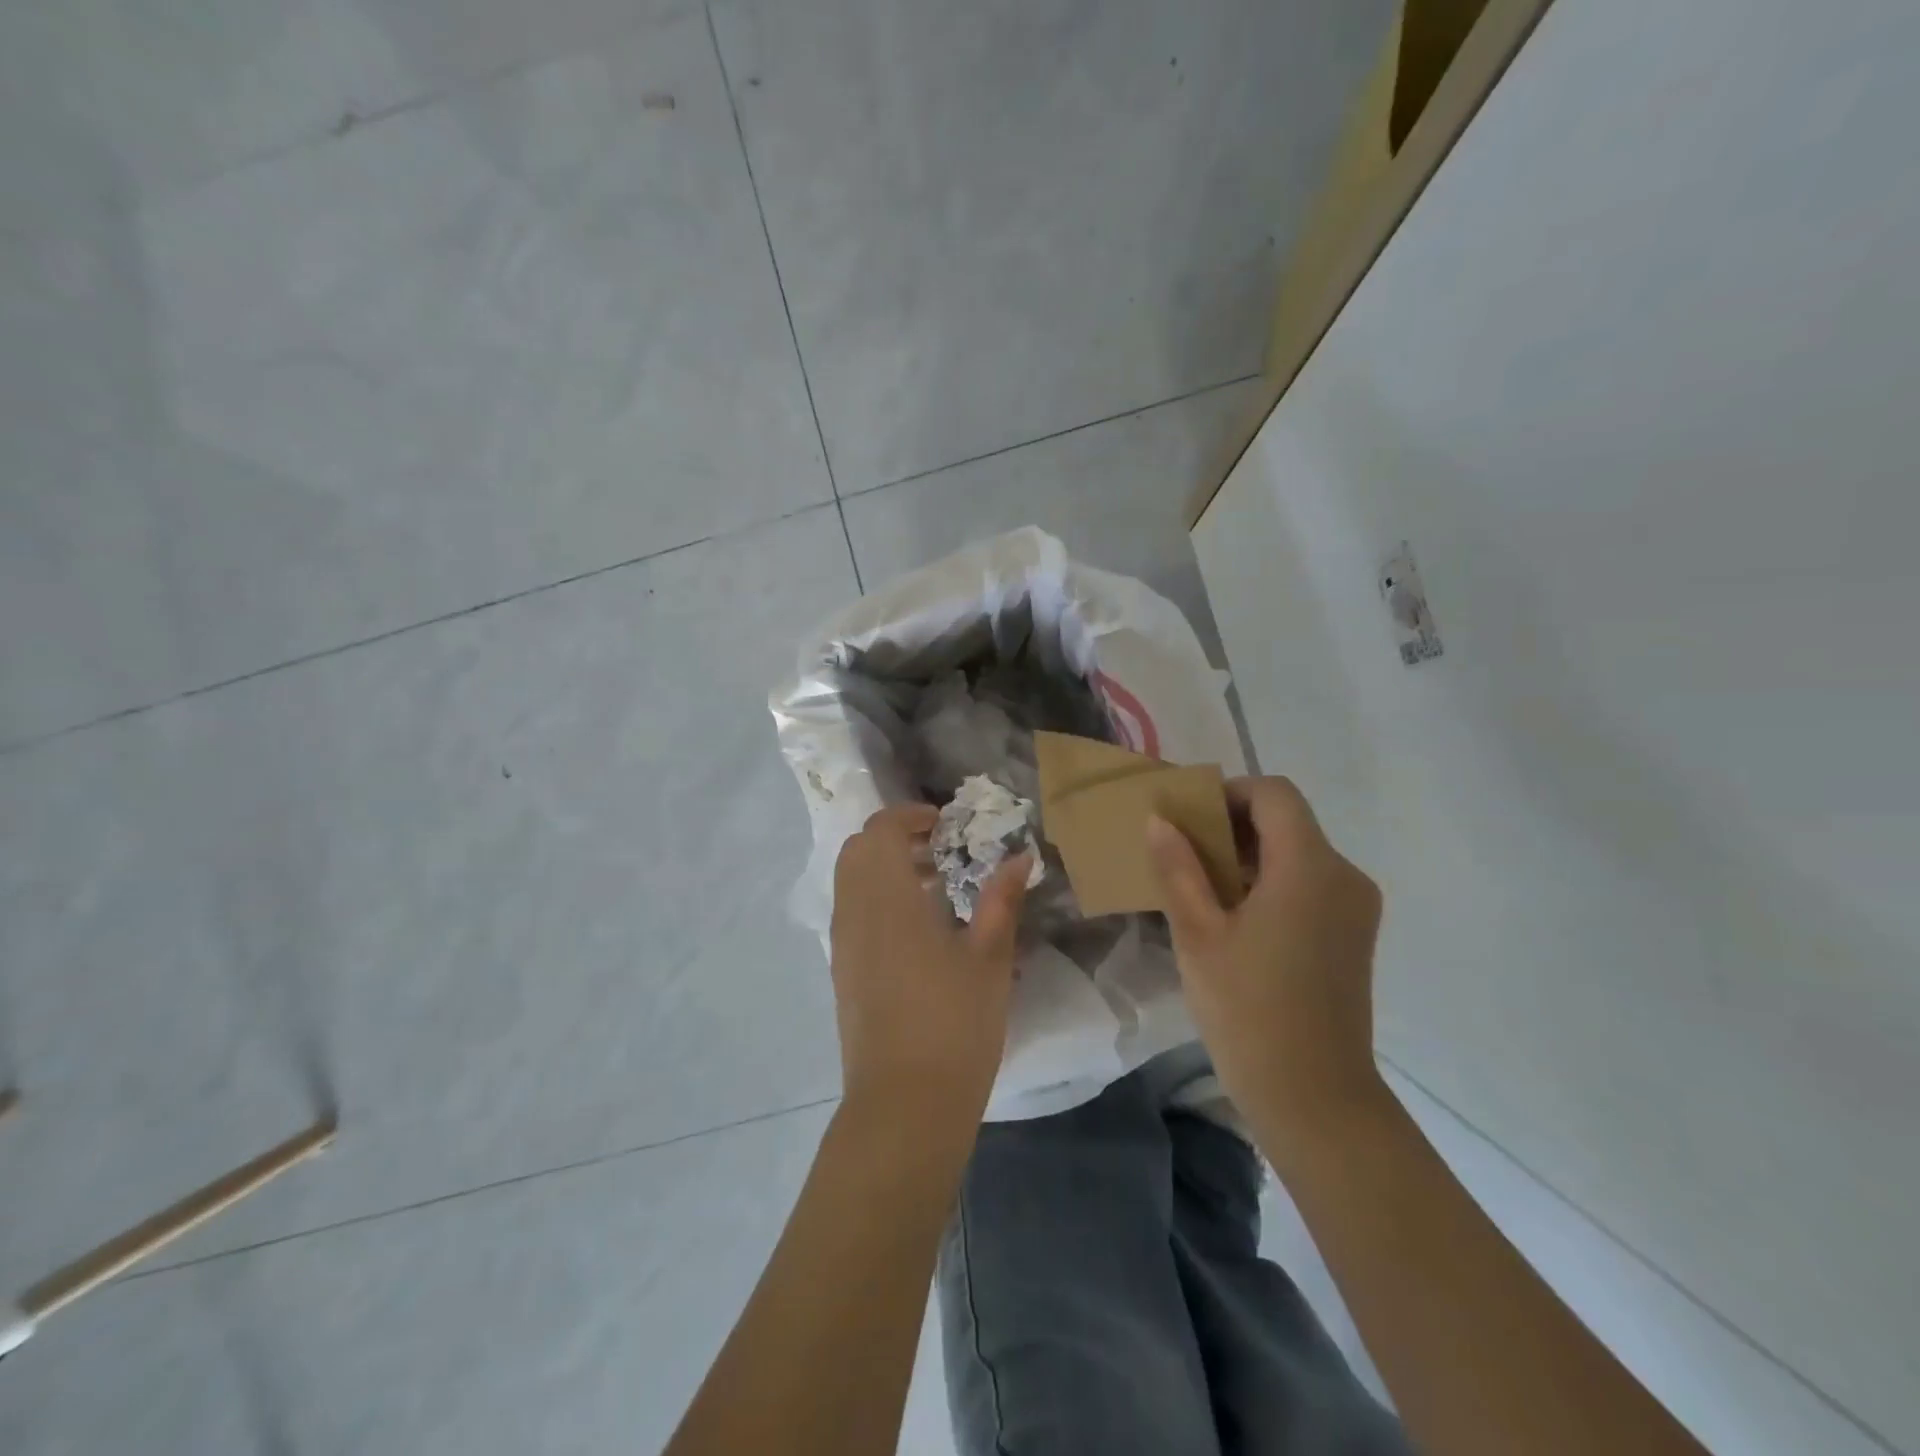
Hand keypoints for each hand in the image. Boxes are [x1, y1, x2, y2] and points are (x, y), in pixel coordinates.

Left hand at [830, 804, 1030, 1137]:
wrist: (904, 1104)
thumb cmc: (953, 1023)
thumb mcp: (989, 958)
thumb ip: (1001, 901)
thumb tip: (1021, 858)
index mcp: (887, 898)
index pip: (881, 830)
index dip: (910, 816)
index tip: (946, 823)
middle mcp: (854, 911)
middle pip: (858, 850)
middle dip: (895, 838)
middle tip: (941, 850)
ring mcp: (843, 943)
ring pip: (851, 881)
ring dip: (885, 868)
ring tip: (936, 886)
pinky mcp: (842, 971)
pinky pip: (852, 912)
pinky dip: (877, 898)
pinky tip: (918, 928)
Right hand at [1147, 776, 1387, 1165]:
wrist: (1314, 1096)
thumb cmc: (1248, 1009)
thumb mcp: (1198, 933)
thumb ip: (1178, 868)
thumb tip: (1160, 820)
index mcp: (1310, 866)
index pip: (1274, 794)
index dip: (1229, 793)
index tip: (1188, 819)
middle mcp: (1344, 875)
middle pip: (1288, 821)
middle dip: (1232, 826)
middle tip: (1183, 853)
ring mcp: (1355, 907)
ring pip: (1298, 853)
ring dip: (1250, 856)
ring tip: (1201, 888)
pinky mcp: (1354, 934)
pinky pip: (1310, 884)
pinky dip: (1271, 883)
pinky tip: (1235, 918)